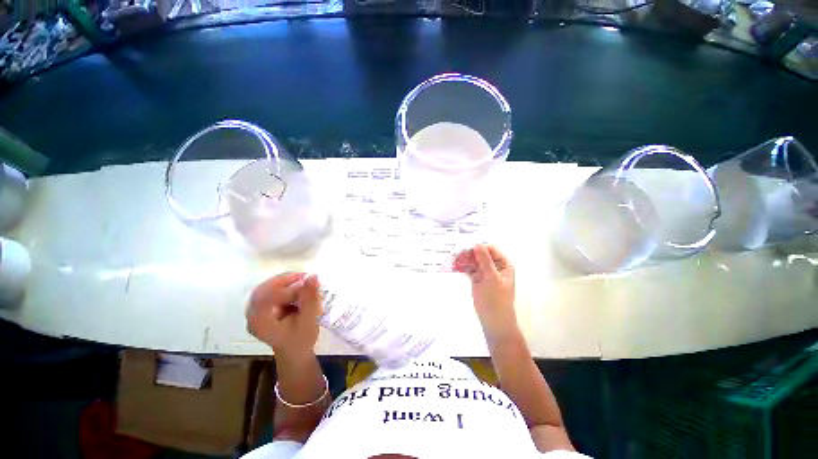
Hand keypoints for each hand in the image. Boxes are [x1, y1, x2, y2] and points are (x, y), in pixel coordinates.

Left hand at [246, 272, 321, 356]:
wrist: (295, 353)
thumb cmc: (301, 341)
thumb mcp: (309, 321)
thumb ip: (310, 298)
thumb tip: (312, 276)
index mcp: (259, 322)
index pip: (267, 297)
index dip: (287, 287)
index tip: (307, 283)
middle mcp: (252, 314)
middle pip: (265, 289)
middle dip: (286, 280)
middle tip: (306, 277)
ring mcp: (255, 310)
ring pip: (267, 287)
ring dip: (287, 281)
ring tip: (305, 282)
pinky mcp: (262, 306)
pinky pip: (271, 289)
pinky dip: (286, 285)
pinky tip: (299, 287)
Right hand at [453, 244, 517, 338]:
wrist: (494, 320)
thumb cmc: (497, 299)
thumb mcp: (492, 278)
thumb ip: (485, 261)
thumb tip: (477, 245)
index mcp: (503, 264)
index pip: (490, 249)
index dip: (479, 248)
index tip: (466, 249)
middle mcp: (494, 266)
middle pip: (480, 254)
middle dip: (469, 253)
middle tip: (456, 254)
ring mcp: (485, 272)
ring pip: (473, 261)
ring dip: (464, 259)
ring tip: (453, 259)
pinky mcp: (477, 279)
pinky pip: (469, 269)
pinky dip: (462, 267)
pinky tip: (454, 265)